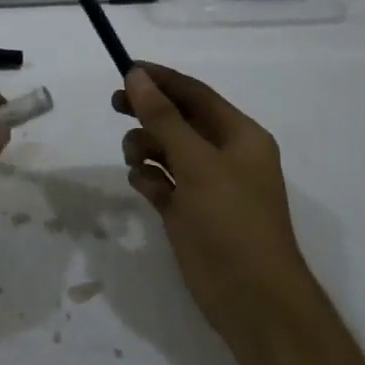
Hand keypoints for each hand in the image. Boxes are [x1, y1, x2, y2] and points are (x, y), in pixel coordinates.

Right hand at [115, 62, 310, 337]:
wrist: (250, 295)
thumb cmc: (231, 219)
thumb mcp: (196, 161)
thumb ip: (163, 117)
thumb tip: (137, 76)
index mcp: (240, 136)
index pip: (196, 95)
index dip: (162, 80)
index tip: (126, 69)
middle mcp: (224, 156)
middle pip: (178, 120)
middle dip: (148, 112)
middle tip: (114, 105)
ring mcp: (206, 186)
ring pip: (166, 151)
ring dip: (146, 148)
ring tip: (134, 160)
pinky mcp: (188, 212)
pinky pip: (161, 182)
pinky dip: (149, 179)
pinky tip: (143, 186)